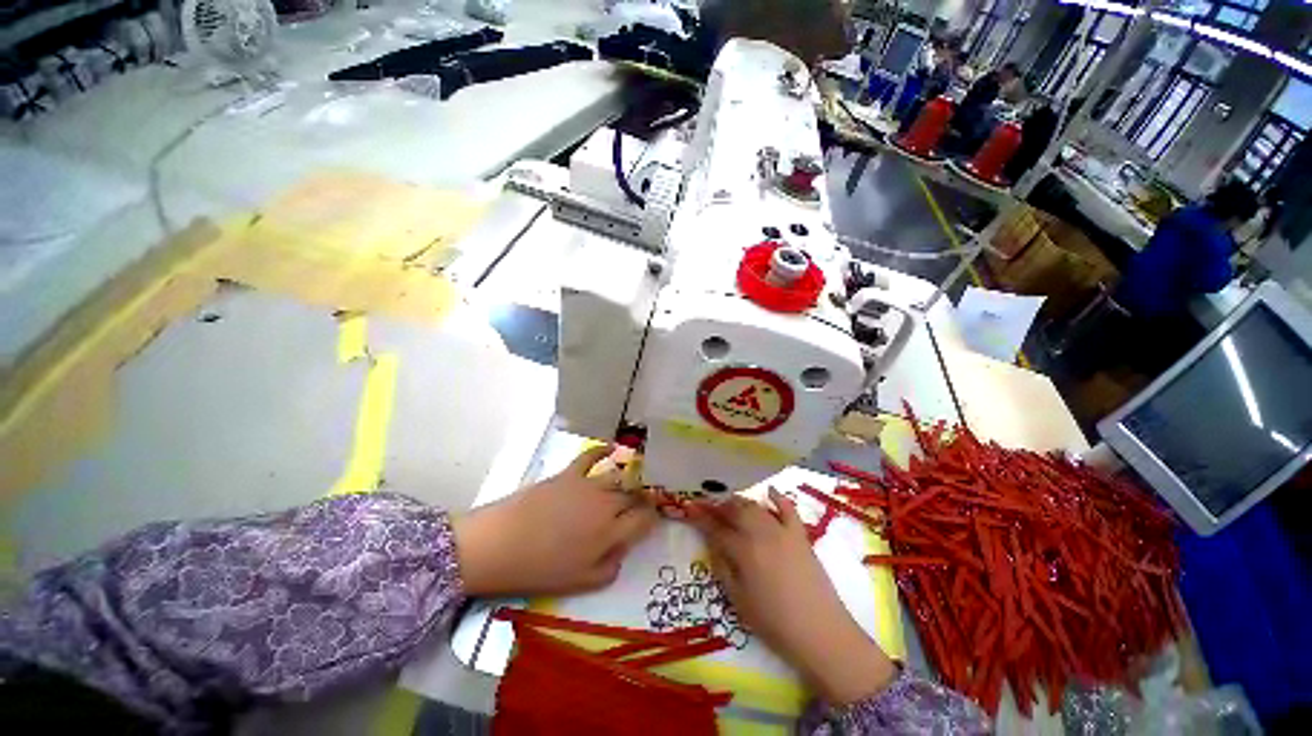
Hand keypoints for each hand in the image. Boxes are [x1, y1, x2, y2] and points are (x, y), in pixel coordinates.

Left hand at [452, 446, 658, 597]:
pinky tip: (612, 447)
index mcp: (611, 532)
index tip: (652, 518)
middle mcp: (606, 504)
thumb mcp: (581, 583)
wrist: (500, 545)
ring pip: (618, 476)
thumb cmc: (540, 570)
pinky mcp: (569, 473)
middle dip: (642, 498)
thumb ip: (610, 567)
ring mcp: (588, 485)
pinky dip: (603, 450)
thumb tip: (623, 550)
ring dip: (627, 479)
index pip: (644, 519)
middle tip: (641, 501)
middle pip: (633, 495)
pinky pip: (591, 456)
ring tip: (630, 480)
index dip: (652, 517)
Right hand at [686, 489, 896, 705]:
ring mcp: (782, 531)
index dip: (701, 518)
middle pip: (735, 511)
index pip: (716, 528)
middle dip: (719, 506)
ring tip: (731, 504)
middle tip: (710, 507)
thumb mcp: (738, 601)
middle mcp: (760, 534)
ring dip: (740, 502)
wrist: (820, 631)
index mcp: (743, 551)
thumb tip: (713, 545)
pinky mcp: (800, 535)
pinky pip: (788, 508)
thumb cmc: (774, 622)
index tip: (690, 508)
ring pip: (756, 507)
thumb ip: (723, 569)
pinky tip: (769, 490)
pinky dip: (777, 497)